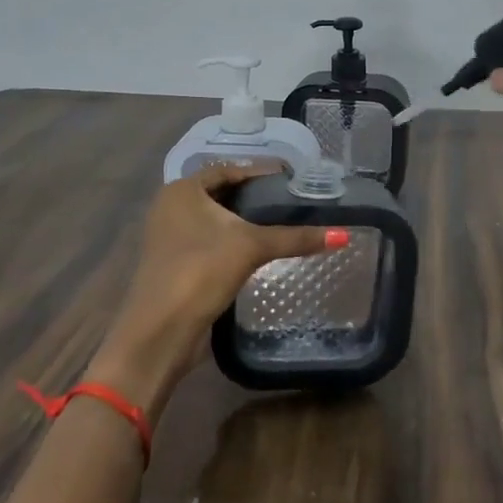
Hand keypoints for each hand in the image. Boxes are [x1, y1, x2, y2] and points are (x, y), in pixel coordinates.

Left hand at [85, 162, 336, 423]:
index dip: (261, 171)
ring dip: (245, 220)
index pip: (229, 169)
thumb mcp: (250, 247)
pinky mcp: (176, 263)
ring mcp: (170, 237)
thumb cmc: (200, 272)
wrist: (159, 333)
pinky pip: (211, 241)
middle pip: (222, 193)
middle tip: (292, 198)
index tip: (292, 176)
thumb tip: (343, 235)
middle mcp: (172, 207)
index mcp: (182, 190)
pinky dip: (235, 241)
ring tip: (283, 221)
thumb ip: (295, 238)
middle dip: (255, 196)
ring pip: (216, 219)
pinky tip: (260, 249)